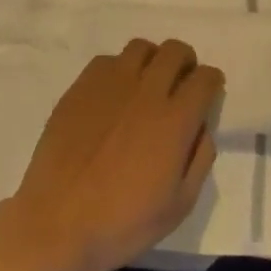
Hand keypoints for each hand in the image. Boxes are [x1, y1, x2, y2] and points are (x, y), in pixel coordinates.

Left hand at [0, 39, 222, 270]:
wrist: (58, 223)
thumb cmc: (124, 223)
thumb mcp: (179, 204)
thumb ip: (199, 158)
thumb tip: (201, 127)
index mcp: (175, 120)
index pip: (204, 78)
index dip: (212, 81)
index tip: (208, 91)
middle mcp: (146, 92)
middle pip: (175, 51)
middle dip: (185, 61)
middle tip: (180, 82)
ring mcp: (110, 85)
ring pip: (140, 48)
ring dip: (152, 60)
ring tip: (147, 83)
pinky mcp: (80, 87)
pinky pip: (107, 60)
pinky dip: (119, 69)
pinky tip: (114, 94)